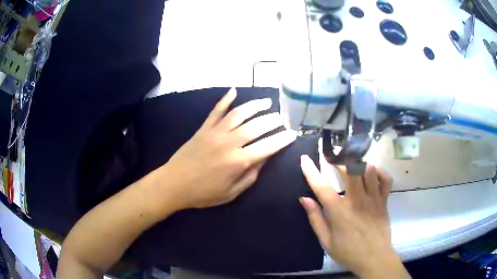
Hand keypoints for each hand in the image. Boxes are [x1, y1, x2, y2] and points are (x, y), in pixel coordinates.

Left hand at [158, 88, 295, 211]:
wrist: (174, 184)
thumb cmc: (203, 193)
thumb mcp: (231, 193)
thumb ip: (250, 176)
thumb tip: (264, 159)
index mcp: (238, 161)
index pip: (267, 146)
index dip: (282, 139)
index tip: (292, 133)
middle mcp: (229, 142)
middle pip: (256, 126)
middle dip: (272, 120)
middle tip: (281, 118)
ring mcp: (215, 132)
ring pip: (239, 113)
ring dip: (255, 106)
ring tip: (266, 102)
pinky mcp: (203, 128)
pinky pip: (216, 110)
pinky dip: (225, 99)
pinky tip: (233, 91)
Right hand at [299, 156, 410, 278]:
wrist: (374, 259)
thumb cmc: (348, 252)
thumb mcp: (326, 241)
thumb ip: (316, 219)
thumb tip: (304, 199)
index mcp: (339, 212)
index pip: (322, 187)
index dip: (311, 171)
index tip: (305, 159)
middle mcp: (357, 201)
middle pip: (349, 170)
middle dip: (339, 158)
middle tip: (332, 156)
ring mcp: (373, 199)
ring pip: (368, 170)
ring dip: (358, 162)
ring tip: (351, 163)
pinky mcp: (384, 200)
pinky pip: (385, 179)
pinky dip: (379, 172)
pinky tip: (372, 173)